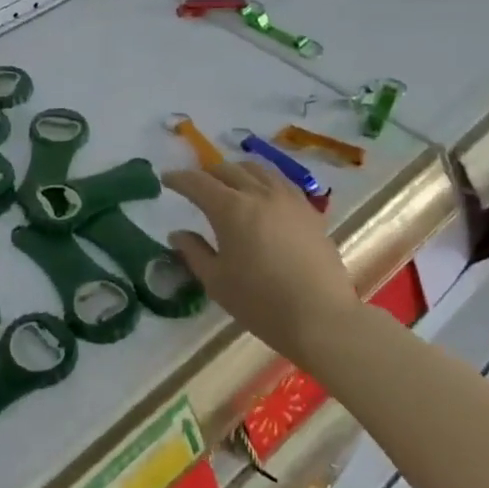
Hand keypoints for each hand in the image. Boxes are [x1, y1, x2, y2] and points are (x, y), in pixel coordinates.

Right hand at [163, 159, 359, 366]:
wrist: (321, 318)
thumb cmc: (261, 303)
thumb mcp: (217, 281)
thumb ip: (194, 252)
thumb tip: (178, 234)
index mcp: (230, 209)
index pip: (197, 182)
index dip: (179, 179)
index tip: (167, 179)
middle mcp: (258, 194)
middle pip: (227, 169)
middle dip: (207, 174)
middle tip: (196, 186)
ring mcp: (288, 199)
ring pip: (257, 169)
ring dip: (236, 171)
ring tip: (229, 184)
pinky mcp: (309, 210)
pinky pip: (280, 181)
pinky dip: (263, 180)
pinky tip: (262, 194)